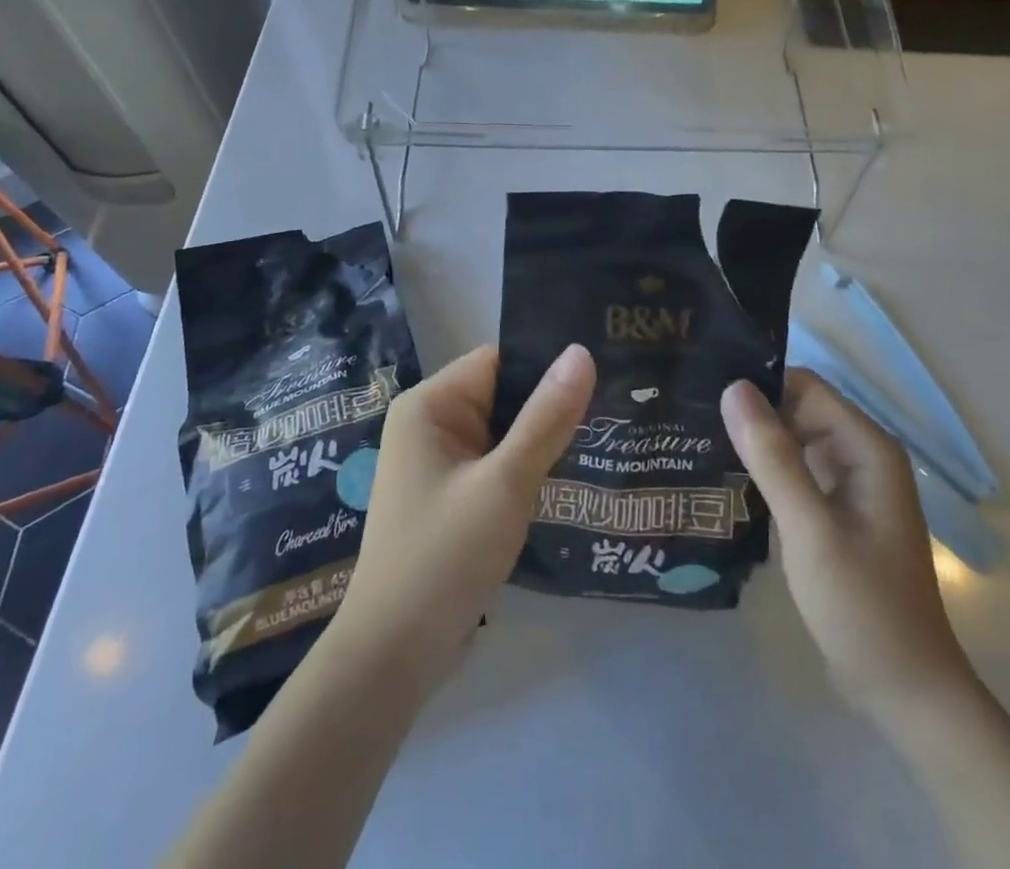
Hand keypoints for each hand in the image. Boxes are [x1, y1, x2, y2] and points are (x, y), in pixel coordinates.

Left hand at [334, 343, 596, 692]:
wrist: (393, 658)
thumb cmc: (444, 557)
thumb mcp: (504, 483)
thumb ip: (546, 418)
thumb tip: (581, 351)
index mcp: (430, 405)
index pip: (498, 361)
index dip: (546, 364)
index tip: (602, 369)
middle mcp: (430, 424)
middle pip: (503, 395)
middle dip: (550, 405)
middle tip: (615, 405)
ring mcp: (440, 463)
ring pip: (504, 432)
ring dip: (543, 440)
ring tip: (606, 434)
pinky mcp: (452, 497)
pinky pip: (497, 465)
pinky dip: (528, 469)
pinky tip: (572, 474)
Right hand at [721, 369, 970, 720]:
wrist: (904, 693)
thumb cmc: (863, 607)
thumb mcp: (810, 529)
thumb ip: (773, 458)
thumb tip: (734, 387)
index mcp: (866, 447)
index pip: (804, 387)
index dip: (758, 385)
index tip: (705, 390)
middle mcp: (860, 456)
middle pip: (796, 411)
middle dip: (750, 414)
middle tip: (690, 417)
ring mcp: (848, 486)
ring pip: (791, 442)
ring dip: (752, 444)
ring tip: (694, 440)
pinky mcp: (833, 513)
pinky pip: (793, 474)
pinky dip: (762, 473)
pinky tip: (721, 479)